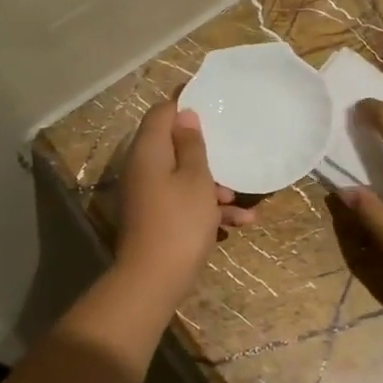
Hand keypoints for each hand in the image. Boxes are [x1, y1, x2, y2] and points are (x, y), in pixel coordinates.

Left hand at [115, 100, 253, 297]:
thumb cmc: (180, 221)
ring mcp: (147, 195)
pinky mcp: (155, 218)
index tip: (212, 103)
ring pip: (182, 177)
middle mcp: (143, 168)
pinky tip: (239, 223)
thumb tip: (183, 115)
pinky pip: (182, 202)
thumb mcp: (196, 179)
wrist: (154, 279)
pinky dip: (206, 208)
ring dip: (212, 186)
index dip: (184, 104)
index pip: (161, 113)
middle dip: (205, 151)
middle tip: (232, 150)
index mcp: (148, 151)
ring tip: (239, 200)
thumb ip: (192, 144)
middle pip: (173, 146)